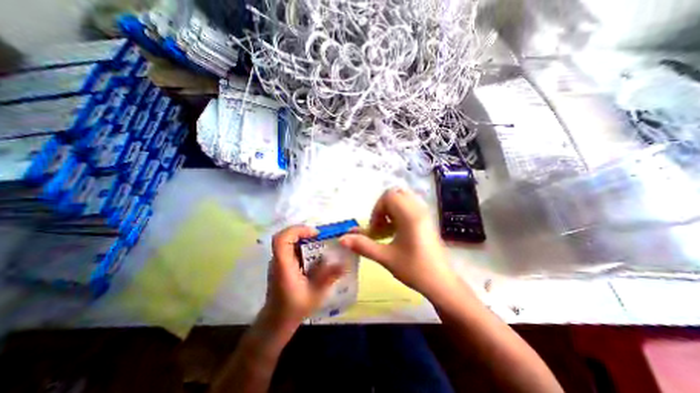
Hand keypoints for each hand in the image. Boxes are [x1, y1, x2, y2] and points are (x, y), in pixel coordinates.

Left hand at [265, 225, 345, 325]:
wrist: (276, 321)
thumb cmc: (294, 308)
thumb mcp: (315, 294)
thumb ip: (328, 277)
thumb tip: (344, 263)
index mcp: (283, 265)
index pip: (282, 239)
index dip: (297, 230)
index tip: (315, 233)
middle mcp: (279, 260)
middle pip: (286, 236)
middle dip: (304, 232)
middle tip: (321, 236)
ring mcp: (280, 261)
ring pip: (290, 241)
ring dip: (305, 238)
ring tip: (321, 243)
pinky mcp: (284, 264)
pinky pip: (293, 248)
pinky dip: (304, 246)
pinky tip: (316, 255)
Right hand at [340, 189, 460, 298]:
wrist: (441, 283)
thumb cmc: (415, 270)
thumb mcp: (386, 257)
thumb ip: (363, 246)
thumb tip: (342, 239)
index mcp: (410, 216)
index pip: (389, 196)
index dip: (377, 210)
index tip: (375, 229)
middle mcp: (418, 210)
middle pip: (396, 194)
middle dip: (383, 208)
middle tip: (380, 227)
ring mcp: (424, 214)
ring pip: (403, 200)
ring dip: (391, 211)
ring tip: (387, 229)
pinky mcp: (426, 220)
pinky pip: (410, 207)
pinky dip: (399, 214)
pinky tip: (396, 232)